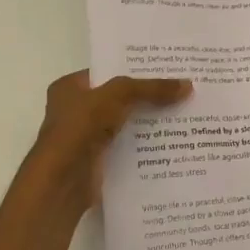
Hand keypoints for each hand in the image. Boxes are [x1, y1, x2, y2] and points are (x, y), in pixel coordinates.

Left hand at [25, 71, 191, 213]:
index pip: (108, 71)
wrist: (62, 182)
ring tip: (185, 111)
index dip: (135, 68)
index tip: (167, 67)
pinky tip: (173, 139)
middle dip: (147, 95)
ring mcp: (86, 137)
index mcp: (70, 87)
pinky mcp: (98, 160)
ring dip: (149, 120)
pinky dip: (145, 143)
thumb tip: (188, 85)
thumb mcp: (118, 95)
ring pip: (125, 122)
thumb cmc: (80, 127)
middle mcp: (76, 110)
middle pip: (119, 97)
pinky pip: (127, 145)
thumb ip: (151, 89)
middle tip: (181, 88)